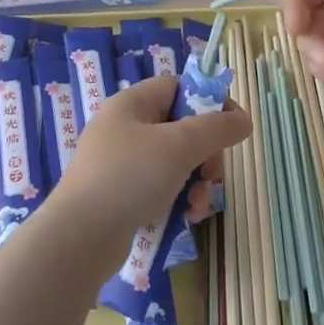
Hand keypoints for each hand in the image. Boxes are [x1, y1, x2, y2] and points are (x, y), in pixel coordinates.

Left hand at [52, 75, 249, 241]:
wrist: (79, 237)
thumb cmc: (129, 178)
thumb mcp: (179, 146)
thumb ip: (217, 128)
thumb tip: (244, 120)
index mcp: (132, 104)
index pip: (179, 87)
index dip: (210, 102)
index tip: (232, 128)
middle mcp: (124, 128)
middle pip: (182, 127)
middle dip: (206, 153)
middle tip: (211, 174)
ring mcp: (121, 163)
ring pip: (175, 162)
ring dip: (197, 182)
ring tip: (198, 204)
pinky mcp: (121, 194)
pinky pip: (161, 187)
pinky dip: (178, 199)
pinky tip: (187, 217)